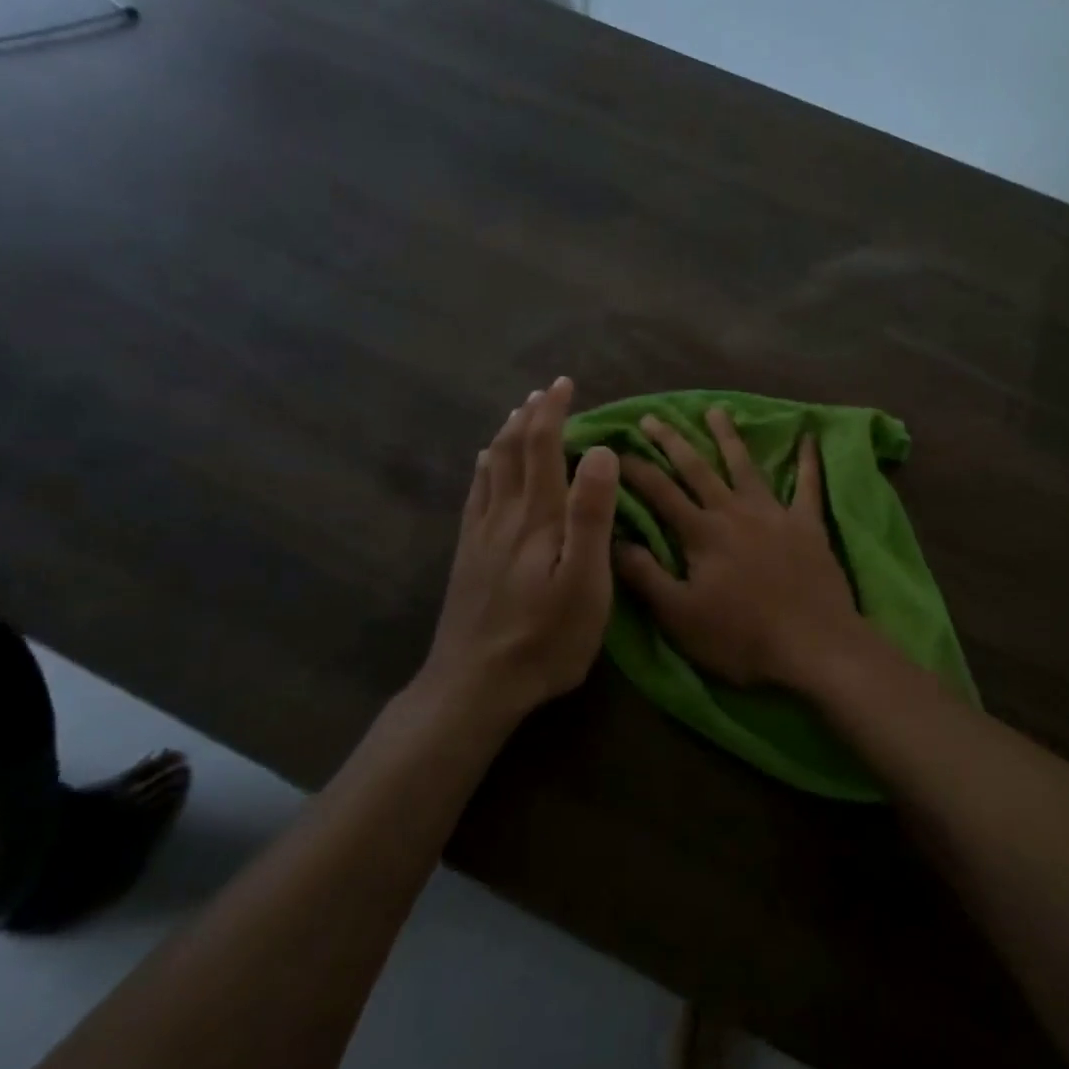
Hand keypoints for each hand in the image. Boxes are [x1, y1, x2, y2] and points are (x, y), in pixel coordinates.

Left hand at [418, 377, 619, 718]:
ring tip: (517, 414)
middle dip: (531, 415)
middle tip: (546, 391)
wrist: (474, 685)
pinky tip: (483, 465)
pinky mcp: (468, 556)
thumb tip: (601, 452)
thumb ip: (591, 515)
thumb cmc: (545, 638)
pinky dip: (483, 469)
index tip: (565, 384)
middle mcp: (505, 515)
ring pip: (491, 468)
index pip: (543, 447)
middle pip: (514, 450)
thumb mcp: (585, 582)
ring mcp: (481, 535)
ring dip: (507, 435)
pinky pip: (475, 496)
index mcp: (538, 517)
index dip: (553, 411)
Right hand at [614, 407, 867, 691]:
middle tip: (652, 417)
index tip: (614, 450)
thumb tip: (612, 538)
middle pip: (697, 469)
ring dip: (729, 437)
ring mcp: (774, 514)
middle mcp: (734, 512)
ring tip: (717, 410)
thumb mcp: (679, 615)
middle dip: (672, 441)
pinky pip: (809, 485)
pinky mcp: (807, 524)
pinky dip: (808, 460)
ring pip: (746, 466)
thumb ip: (645, 575)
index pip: (660, 493)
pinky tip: (809, 437)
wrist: (813, 644)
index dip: (635, 470)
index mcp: (702, 533)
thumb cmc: (741, 636)